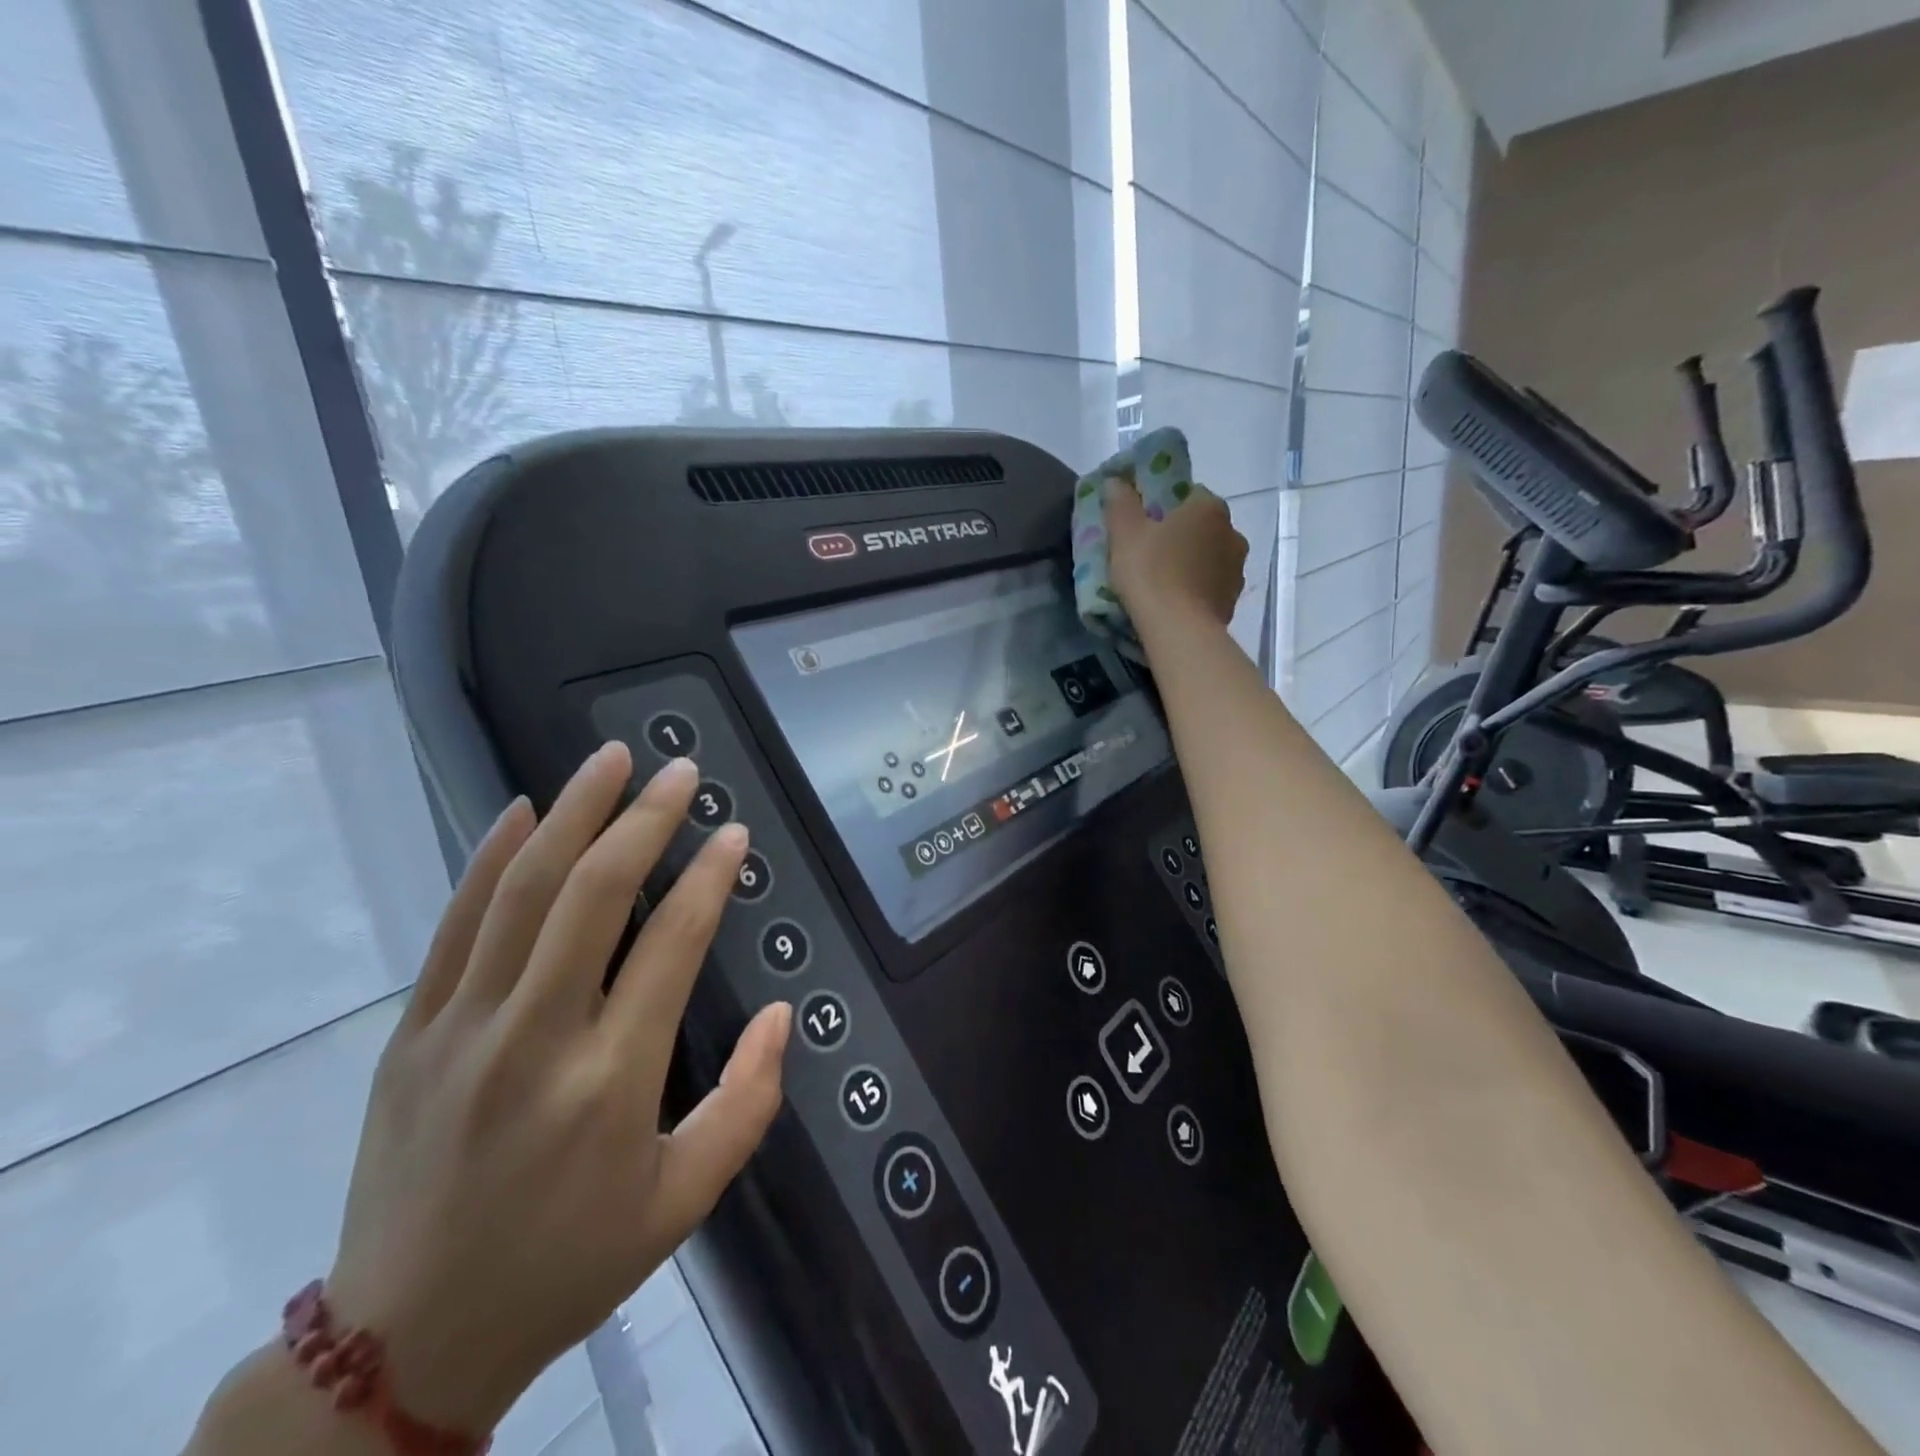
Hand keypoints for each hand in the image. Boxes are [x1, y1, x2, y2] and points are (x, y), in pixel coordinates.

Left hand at [324, 746, 790, 1435]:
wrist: (404, 1340)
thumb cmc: (567, 1264)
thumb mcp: (683, 1200)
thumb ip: (748, 1102)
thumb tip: (782, 1013)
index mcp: (612, 1080)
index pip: (671, 945)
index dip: (708, 877)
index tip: (733, 832)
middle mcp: (536, 1038)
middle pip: (593, 895)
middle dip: (644, 820)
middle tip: (680, 771)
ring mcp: (462, 1029)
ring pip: (522, 892)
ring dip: (572, 814)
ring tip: (611, 760)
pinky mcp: (412, 1033)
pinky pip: (456, 926)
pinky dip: (490, 858)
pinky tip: (521, 810)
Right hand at [1104, 477, 1248, 629]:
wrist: (1179, 630)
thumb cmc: (1151, 573)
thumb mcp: (1125, 533)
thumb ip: (1121, 503)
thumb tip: (1116, 480)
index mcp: (1209, 507)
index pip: (1189, 494)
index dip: (1165, 506)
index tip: (1145, 523)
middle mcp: (1232, 532)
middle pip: (1202, 526)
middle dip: (1181, 535)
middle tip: (1151, 552)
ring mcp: (1237, 568)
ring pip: (1209, 556)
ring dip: (1192, 563)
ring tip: (1164, 581)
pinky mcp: (1233, 599)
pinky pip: (1211, 585)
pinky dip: (1197, 588)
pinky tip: (1176, 601)